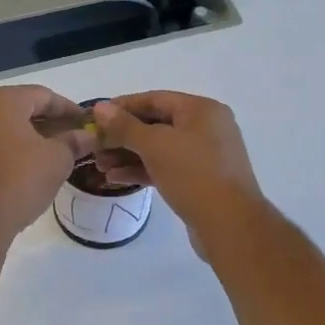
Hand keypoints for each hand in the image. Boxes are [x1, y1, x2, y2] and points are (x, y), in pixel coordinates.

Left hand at [0, 86, 93, 247]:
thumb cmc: (20, 180)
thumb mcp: (57, 159)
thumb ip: (73, 142)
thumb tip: (87, 136)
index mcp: (2, 100)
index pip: (44, 96)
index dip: (69, 109)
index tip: (87, 122)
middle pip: (23, 108)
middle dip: (50, 122)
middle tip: (74, 137)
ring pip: (7, 126)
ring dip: (33, 136)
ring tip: (57, 152)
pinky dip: (14, 148)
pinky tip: (32, 164)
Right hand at [90, 92, 265, 255]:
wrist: (230, 224)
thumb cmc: (193, 174)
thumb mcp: (155, 145)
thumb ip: (124, 126)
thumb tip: (100, 107)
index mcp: (202, 110)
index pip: (155, 99)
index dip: (122, 106)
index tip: (95, 117)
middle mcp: (206, 128)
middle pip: (156, 124)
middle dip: (122, 135)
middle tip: (94, 146)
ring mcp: (205, 156)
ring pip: (159, 149)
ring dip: (128, 155)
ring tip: (99, 165)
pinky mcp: (200, 181)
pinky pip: (166, 168)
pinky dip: (142, 170)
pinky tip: (116, 178)